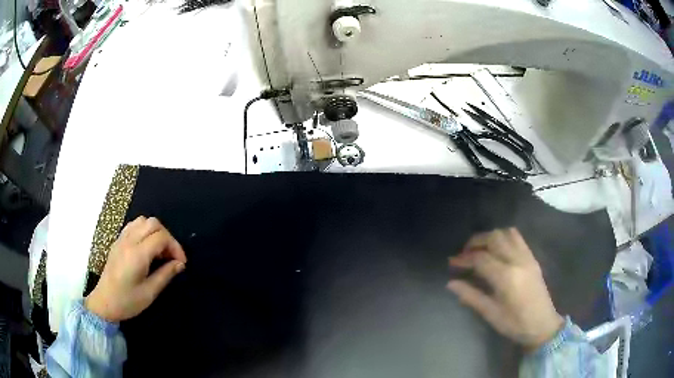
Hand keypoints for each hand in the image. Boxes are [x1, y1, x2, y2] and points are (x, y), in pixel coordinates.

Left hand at [85, 216, 186, 321]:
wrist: (104, 302)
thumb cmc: (127, 301)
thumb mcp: (150, 293)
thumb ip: (165, 275)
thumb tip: (180, 264)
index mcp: (137, 254)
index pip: (161, 237)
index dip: (175, 247)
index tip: (181, 263)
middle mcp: (129, 241)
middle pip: (153, 223)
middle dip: (167, 237)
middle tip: (171, 256)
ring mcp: (121, 239)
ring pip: (143, 221)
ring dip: (155, 231)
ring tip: (159, 251)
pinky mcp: (118, 241)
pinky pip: (133, 225)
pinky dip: (144, 230)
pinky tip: (146, 247)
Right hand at [446, 228, 562, 350]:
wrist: (543, 324)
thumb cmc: (515, 324)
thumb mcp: (491, 314)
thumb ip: (471, 296)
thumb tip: (451, 283)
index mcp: (506, 277)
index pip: (481, 259)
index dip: (464, 258)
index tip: (452, 262)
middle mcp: (517, 261)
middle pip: (494, 238)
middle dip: (476, 241)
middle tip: (465, 253)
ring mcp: (527, 257)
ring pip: (506, 233)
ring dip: (490, 237)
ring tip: (480, 249)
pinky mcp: (532, 258)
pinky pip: (518, 238)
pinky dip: (504, 237)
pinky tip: (498, 249)